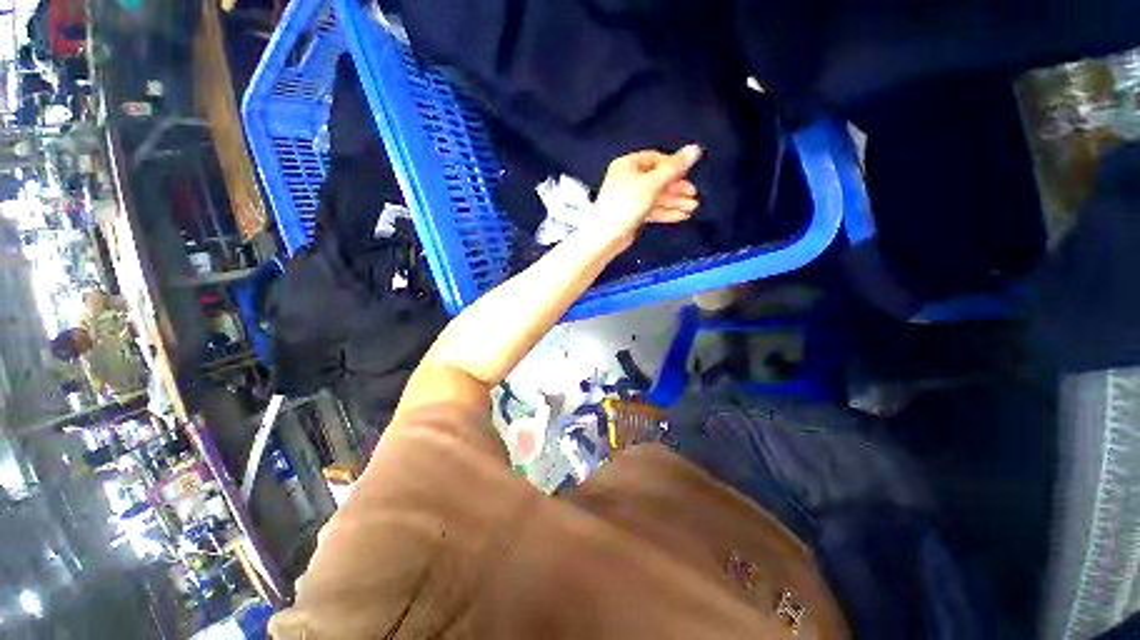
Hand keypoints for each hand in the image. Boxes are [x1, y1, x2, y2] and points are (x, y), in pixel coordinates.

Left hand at [593, 144, 702, 249]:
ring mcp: (630, 199)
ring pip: (656, 197)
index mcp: (628, 165)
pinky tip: (681, 216)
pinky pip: (652, 210)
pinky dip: (665, 212)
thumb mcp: (652, 184)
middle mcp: (628, 179)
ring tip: (692, 208)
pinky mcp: (632, 215)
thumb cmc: (627, 204)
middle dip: (677, 188)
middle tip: (693, 195)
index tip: (688, 175)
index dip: (673, 166)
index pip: (656, 160)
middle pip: (658, 180)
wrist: (606, 235)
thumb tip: (695, 149)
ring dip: (674, 202)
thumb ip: (674, 168)